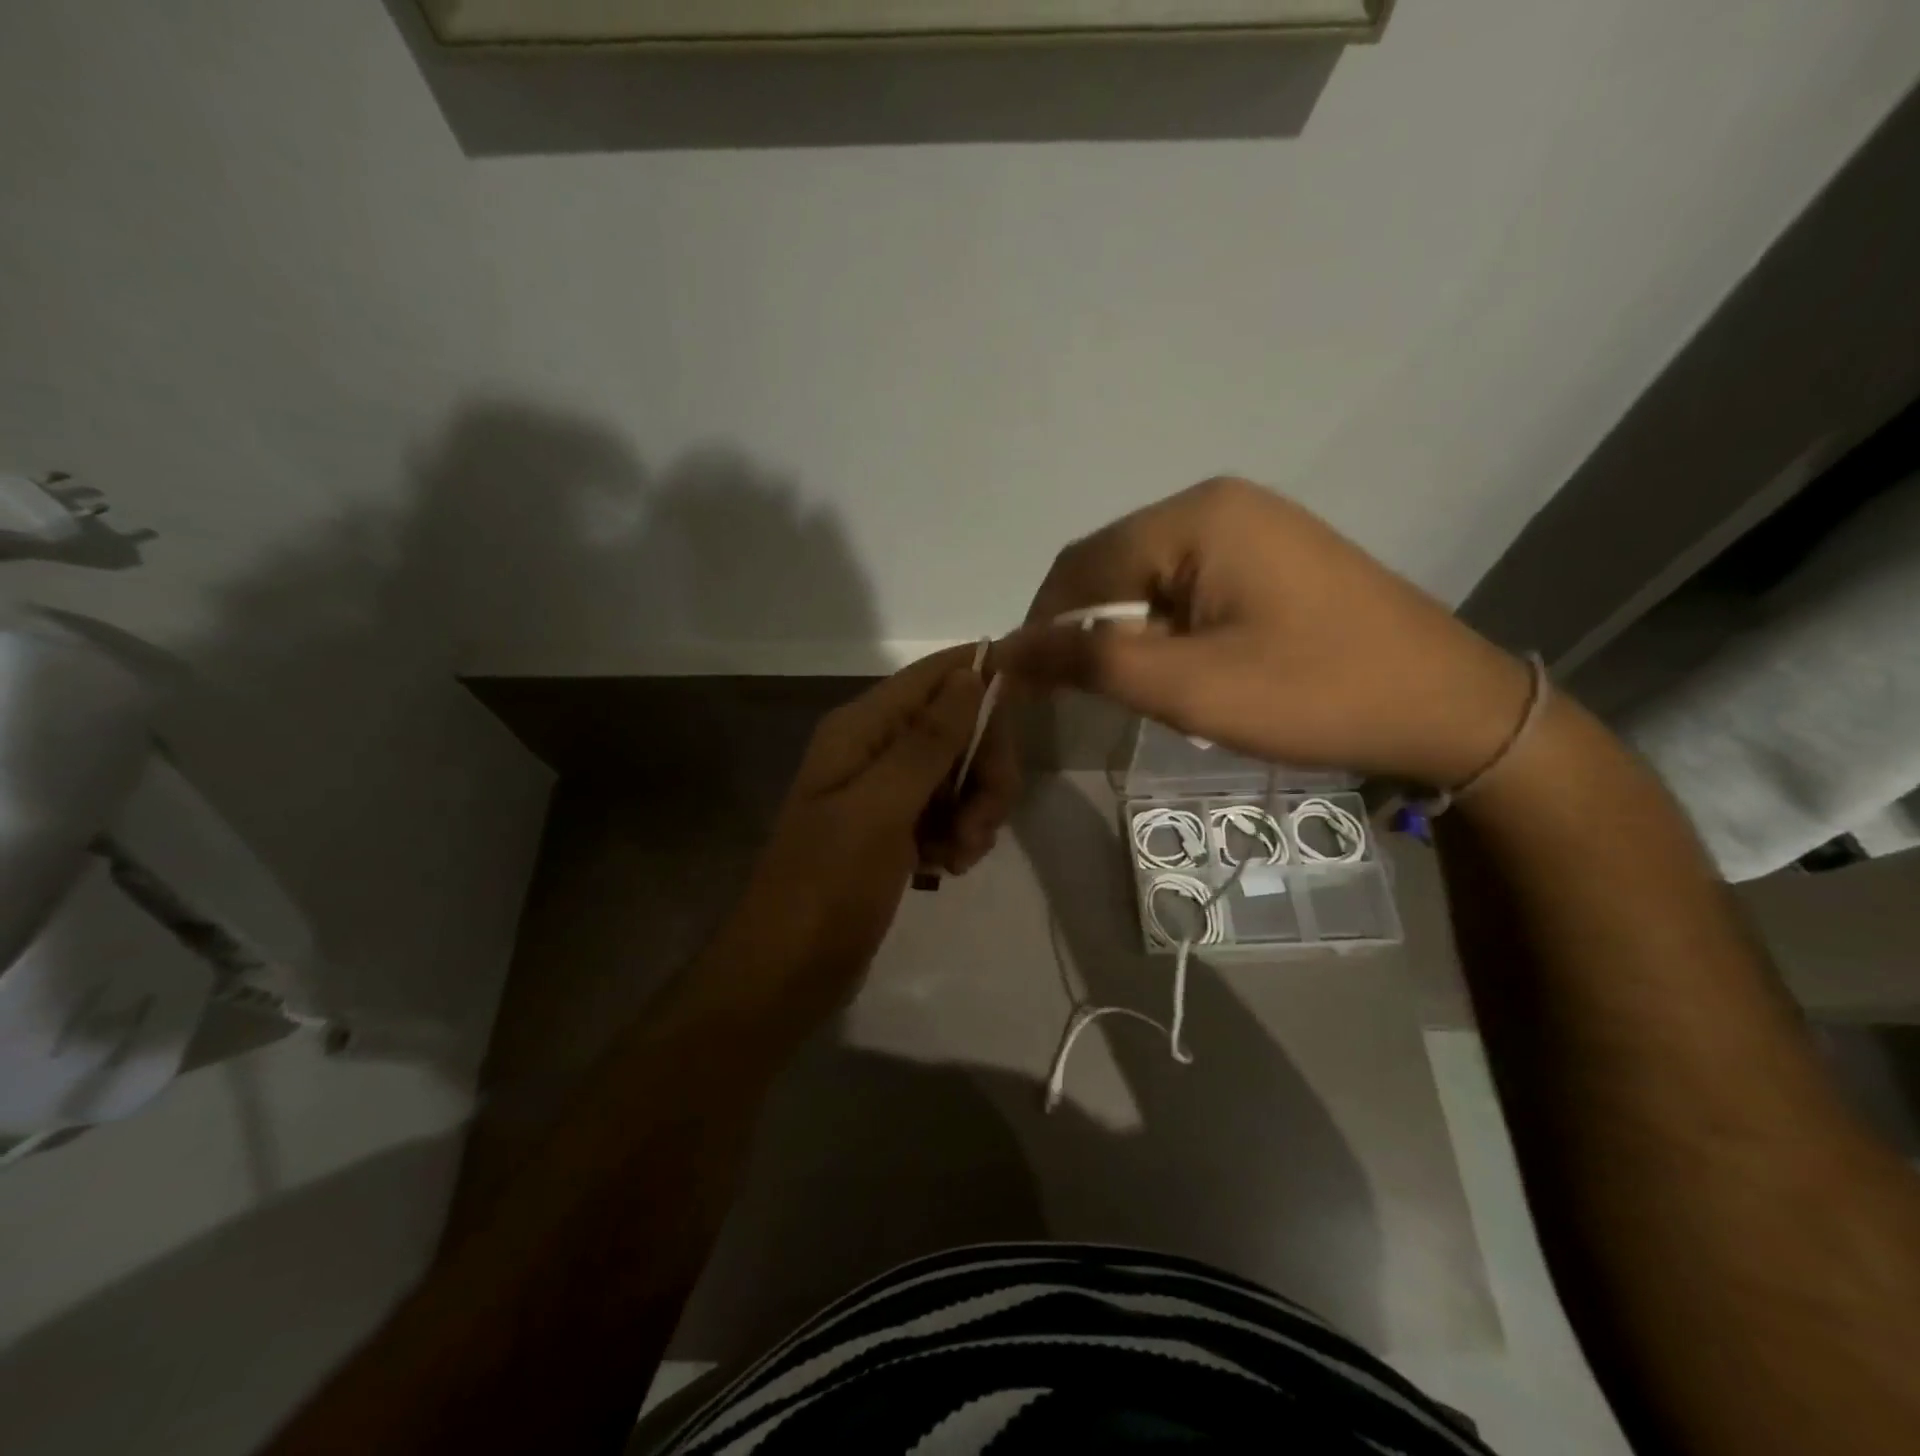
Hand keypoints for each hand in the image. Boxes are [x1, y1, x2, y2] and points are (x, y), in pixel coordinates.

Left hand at [713, 646, 1016, 1022]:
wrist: (787, 972)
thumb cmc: (827, 886)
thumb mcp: (879, 809)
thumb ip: (928, 741)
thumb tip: (970, 673)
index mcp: (861, 729)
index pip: (935, 676)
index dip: (984, 672)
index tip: (1036, 686)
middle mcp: (875, 749)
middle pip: (958, 728)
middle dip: (984, 769)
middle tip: (983, 822)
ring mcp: (886, 792)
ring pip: (961, 774)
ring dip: (975, 811)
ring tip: (960, 855)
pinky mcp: (896, 830)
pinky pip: (949, 812)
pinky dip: (959, 835)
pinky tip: (949, 866)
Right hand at [1000, 478, 1530, 787]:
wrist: (1446, 707)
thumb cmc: (1312, 694)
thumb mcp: (1188, 687)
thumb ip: (1090, 662)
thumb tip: (1006, 649)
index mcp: (1195, 516)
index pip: (1080, 565)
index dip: (1041, 625)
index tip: (1027, 686)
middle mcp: (1217, 502)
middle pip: (1112, 564)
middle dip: (1087, 630)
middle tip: (1085, 696)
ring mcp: (1250, 524)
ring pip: (1147, 576)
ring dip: (1126, 631)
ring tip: (1142, 687)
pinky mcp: (1270, 553)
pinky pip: (1187, 582)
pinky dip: (1164, 625)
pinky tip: (1183, 665)